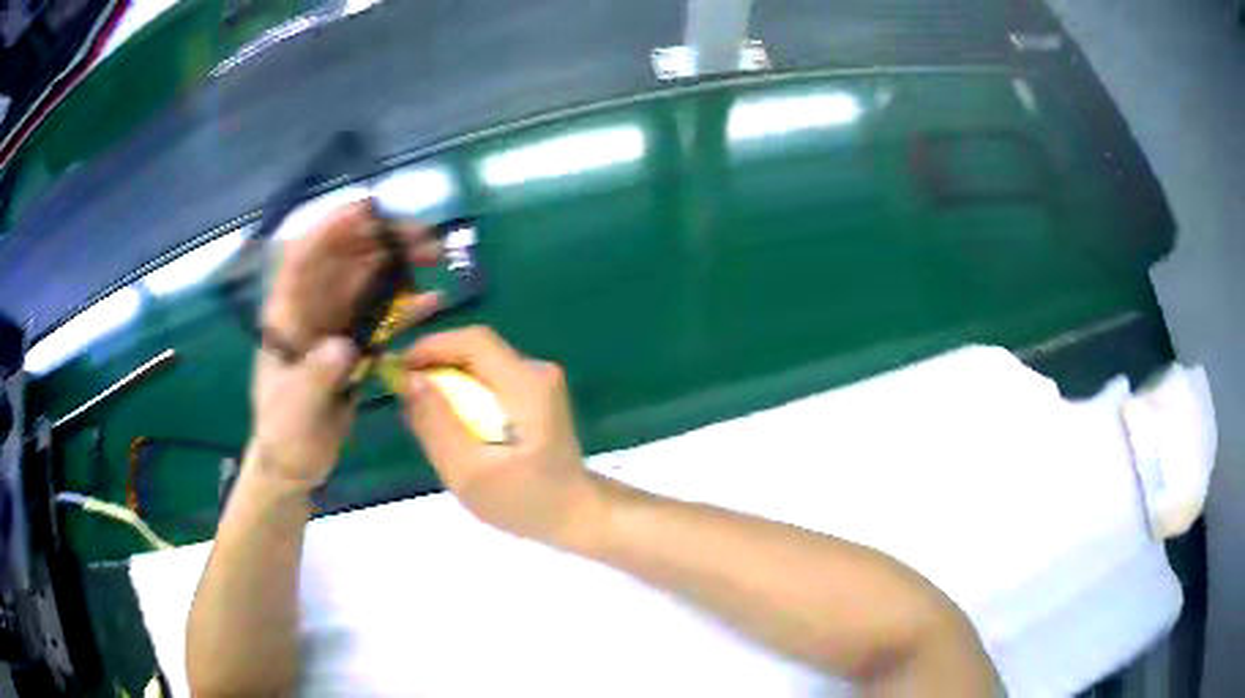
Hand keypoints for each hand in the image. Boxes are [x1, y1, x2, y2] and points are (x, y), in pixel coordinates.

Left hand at [252, 201, 441, 488]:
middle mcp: (311, 308)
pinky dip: (407, 305)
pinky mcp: (356, 343)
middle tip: (423, 238)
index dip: (331, 228)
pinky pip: (383, 315)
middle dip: (381, 239)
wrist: (294, 461)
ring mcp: (335, 324)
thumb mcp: (294, 409)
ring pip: (368, 279)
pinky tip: (434, 301)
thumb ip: (315, 377)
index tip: (367, 209)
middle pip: (345, 258)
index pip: (303, 257)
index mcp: (286, 314)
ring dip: (399, 263)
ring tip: (435, 255)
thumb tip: (343, 347)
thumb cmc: (283, 432)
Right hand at [400, 327, 606, 548]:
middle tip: (407, 399)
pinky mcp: (535, 396)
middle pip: (475, 350)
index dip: (432, 347)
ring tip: (426, 416)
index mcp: (527, 384)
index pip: (474, 341)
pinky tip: (455, 426)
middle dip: (436, 366)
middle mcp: (536, 372)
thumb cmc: (526, 501)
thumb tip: (410, 380)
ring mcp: (539, 383)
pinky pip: (489, 381)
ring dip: (448, 383)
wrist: (577, 516)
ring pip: (480, 366)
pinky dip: (464, 396)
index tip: (400, 372)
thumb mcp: (469, 472)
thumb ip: (436, 424)